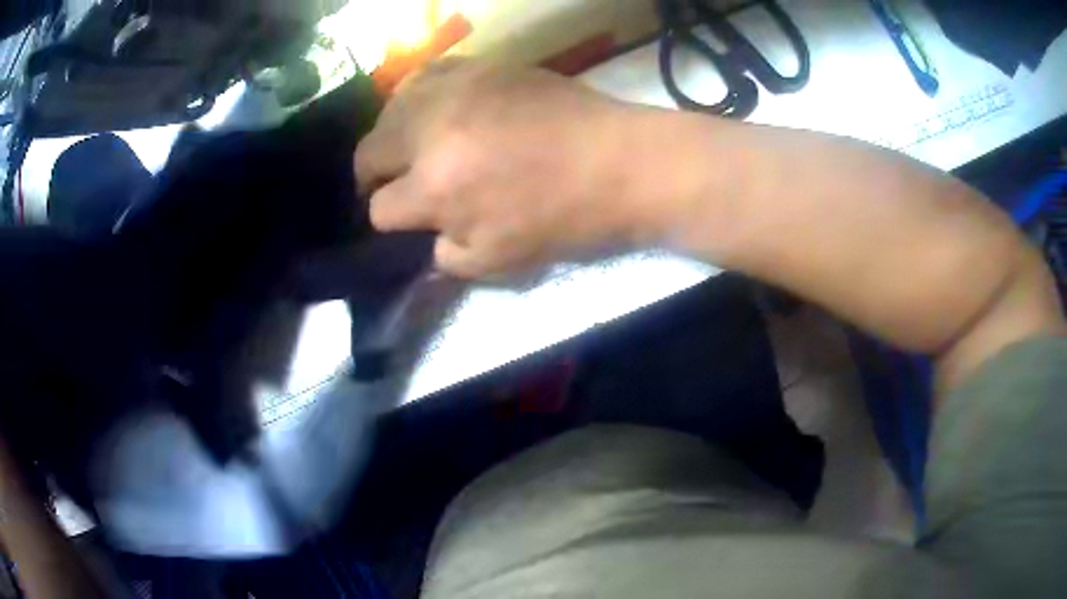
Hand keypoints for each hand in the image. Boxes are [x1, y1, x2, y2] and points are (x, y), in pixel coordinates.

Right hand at [354, 59, 651, 278]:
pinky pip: (427, 73)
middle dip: (372, 174)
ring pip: (390, 107)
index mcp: (436, 188)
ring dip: (392, 133)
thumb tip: (425, 241)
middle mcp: (432, 131)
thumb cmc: (565, 219)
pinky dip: (420, 95)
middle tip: (394, 182)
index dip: (388, 219)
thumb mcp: (499, 261)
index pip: (381, 207)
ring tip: (411, 144)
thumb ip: (445, 257)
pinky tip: (435, 108)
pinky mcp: (481, 66)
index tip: (404, 219)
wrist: (620, 163)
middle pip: (368, 151)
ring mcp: (456, 89)